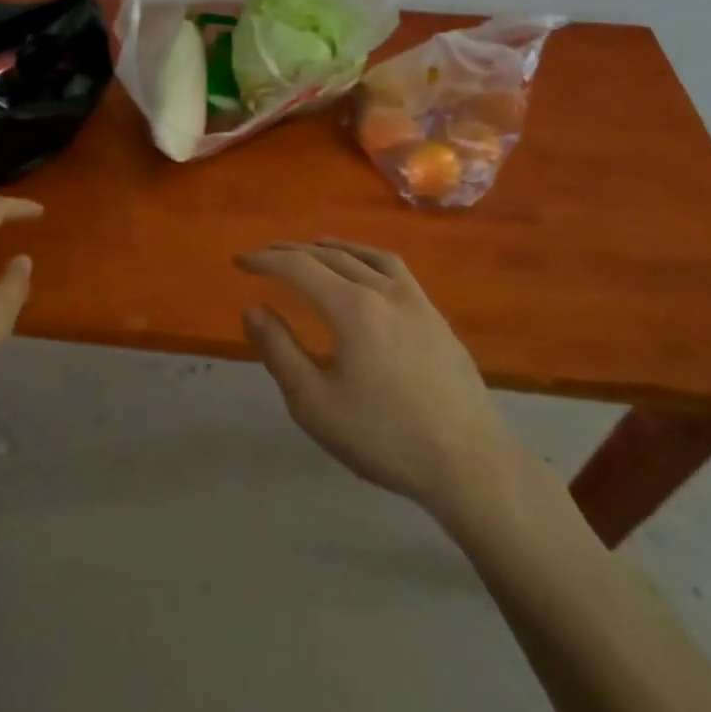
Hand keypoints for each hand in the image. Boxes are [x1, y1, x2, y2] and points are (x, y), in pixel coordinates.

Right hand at [236, 239, 509, 509]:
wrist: (470, 464)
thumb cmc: (384, 437)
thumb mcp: (314, 403)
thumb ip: (279, 351)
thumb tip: (253, 309)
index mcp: (352, 308)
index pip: (299, 268)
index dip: (265, 260)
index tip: (240, 261)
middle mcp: (385, 291)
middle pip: (332, 257)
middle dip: (294, 251)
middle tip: (267, 254)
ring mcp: (417, 302)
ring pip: (368, 257)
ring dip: (335, 248)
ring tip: (315, 247)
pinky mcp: (437, 318)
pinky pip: (396, 271)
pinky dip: (369, 259)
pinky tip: (368, 274)